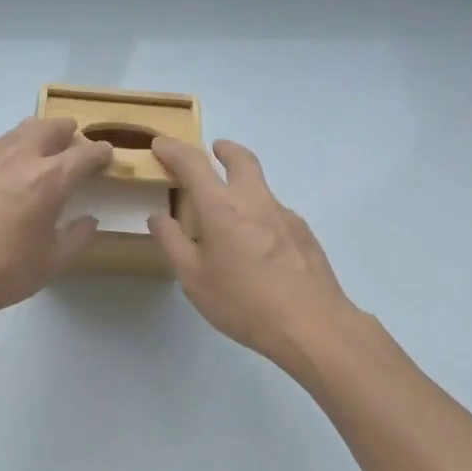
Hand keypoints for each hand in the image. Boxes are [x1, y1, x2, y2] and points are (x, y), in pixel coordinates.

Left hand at [0, 117, 112, 332]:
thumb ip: (76, 237)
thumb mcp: (49, 264)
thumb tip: (89, 220)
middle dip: (69, 134)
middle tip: (72, 151)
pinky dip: (4, 152)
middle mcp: (20, 156)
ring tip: (38, 157)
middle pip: (52, 126)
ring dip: (36, 138)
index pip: (86, 153)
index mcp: (49, 179)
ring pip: (19, 130)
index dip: (102, 154)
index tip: (106, 158)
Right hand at [148, 137, 361, 370]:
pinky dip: (259, 214)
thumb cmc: (243, 302)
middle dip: (224, 149)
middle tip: (213, 150)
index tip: (160, 144)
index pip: (194, 164)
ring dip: (242, 184)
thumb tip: (158, 216)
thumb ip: (173, 242)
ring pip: (260, 187)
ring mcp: (285, 215)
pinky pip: (275, 213)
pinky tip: (256, 247)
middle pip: (241, 159)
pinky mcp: (304, 234)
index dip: (174, 150)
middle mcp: (255, 201)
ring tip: (228, 213)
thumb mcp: (193, 278)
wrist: (312, 326)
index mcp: (222, 207)